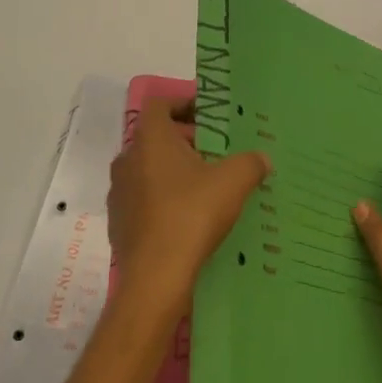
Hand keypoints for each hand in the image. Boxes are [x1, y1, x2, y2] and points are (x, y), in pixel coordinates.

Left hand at [109, 98, 269, 320]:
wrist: (155, 279)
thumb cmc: (191, 215)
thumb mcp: (234, 181)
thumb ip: (250, 162)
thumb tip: (262, 158)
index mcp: (150, 139)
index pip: (160, 104)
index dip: (184, 103)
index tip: (209, 116)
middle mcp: (127, 160)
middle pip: (156, 137)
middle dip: (185, 139)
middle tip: (216, 150)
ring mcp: (120, 193)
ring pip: (148, 169)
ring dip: (174, 170)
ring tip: (205, 184)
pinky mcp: (119, 224)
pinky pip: (144, 199)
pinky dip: (164, 198)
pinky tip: (188, 216)